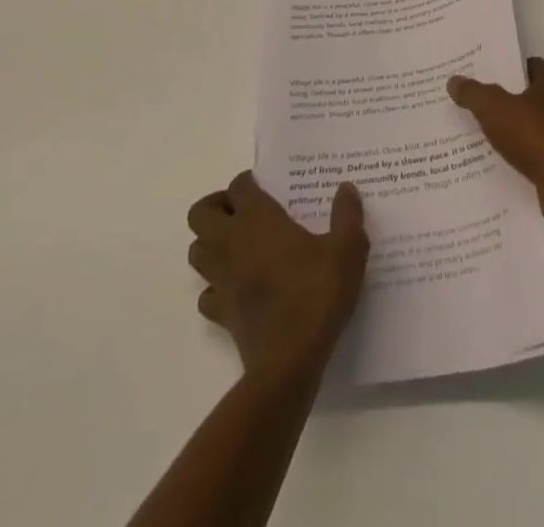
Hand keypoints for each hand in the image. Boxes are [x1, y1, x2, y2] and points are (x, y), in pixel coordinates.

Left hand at [187, 172, 368, 381]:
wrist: (290, 362)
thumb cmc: (316, 295)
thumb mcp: (347, 249)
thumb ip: (347, 215)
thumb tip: (346, 189)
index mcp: (258, 220)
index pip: (238, 185)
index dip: (249, 181)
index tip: (267, 187)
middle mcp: (232, 243)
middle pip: (200, 213)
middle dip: (216, 207)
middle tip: (244, 212)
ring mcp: (222, 281)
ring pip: (196, 252)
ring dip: (210, 244)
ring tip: (239, 246)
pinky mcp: (221, 315)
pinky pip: (206, 294)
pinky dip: (216, 287)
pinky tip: (238, 288)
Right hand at [447, 58, 543, 236]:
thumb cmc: (536, 137)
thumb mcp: (495, 110)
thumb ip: (474, 94)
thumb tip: (454, 80)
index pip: (532, 67)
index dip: (510, 72)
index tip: (489, 79)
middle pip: (541, 96)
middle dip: (518, 103)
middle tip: (489, 110)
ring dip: (530, 133)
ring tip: (500, 141)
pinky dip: (540, 158)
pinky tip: (520, 167)